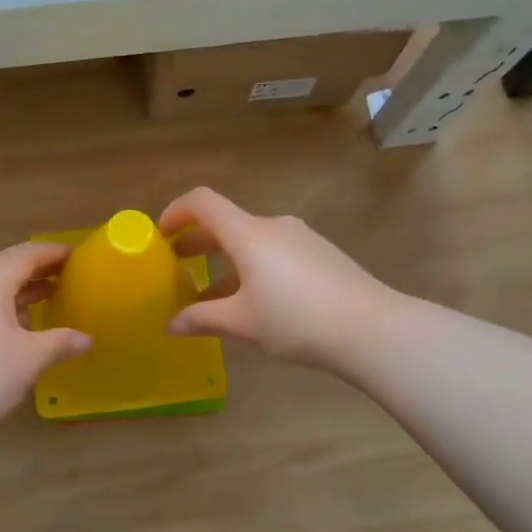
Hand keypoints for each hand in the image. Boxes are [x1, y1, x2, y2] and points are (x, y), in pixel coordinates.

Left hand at [0, 241, 92, 422]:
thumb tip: (86, 339)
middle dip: (33, 272)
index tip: (73, 256)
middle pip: (3, 266)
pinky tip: (4, 324)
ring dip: (11, 290)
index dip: (52, 254)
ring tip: (36, 302)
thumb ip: (60, 343)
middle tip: (59, 278)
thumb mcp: (30, 359)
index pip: (27, 254)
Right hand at [159, 187, 395, 371]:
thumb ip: (203, 319)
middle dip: (197, 242)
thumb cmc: (296, 320)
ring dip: (226, 261)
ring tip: (212, 295)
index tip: (161, 235)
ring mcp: (301, 238)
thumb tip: (171, 325)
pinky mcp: (321, 255)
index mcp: (248, 234)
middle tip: (176, 265)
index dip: (175, 211)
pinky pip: (275, 253)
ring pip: (251, 241)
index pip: (202, 202)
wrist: (371, 328)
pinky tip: (254, 302)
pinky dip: (253, 268)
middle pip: (226, 223)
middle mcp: (273, 226)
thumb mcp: (243, 323)